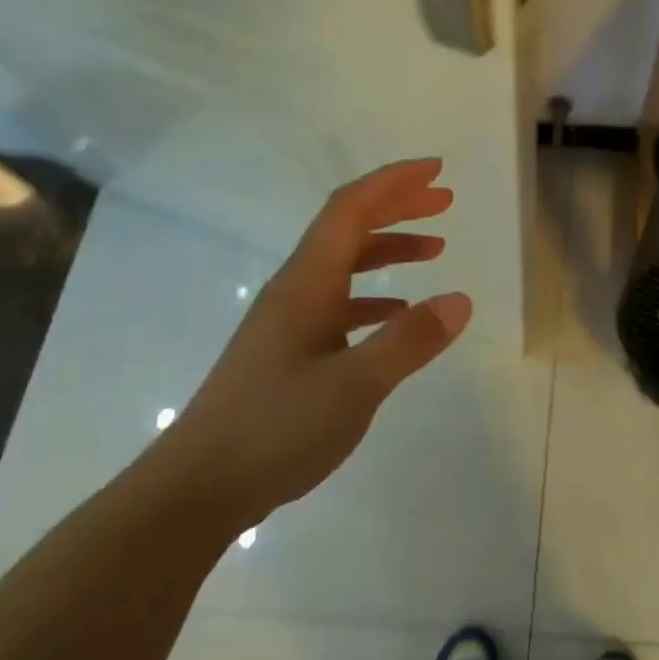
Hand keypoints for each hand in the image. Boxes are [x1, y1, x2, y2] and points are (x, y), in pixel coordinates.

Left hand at [151, 158, 471, 535]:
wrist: (197, 488)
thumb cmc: (274, 429)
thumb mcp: (354, 386)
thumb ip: (409, 341)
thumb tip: (461, 300)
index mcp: (307, 284)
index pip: (350, 209)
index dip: (393, 183)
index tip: (436, 170)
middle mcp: (296, 290)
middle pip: (348, 227)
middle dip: (397, 206)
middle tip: (444, 199)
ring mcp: (290, 322)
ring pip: (346, 265)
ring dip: (390, 249)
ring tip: (436, 249)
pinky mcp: (289, 352)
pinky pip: (341, 303)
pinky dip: (375, 295)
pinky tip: (398, 312)